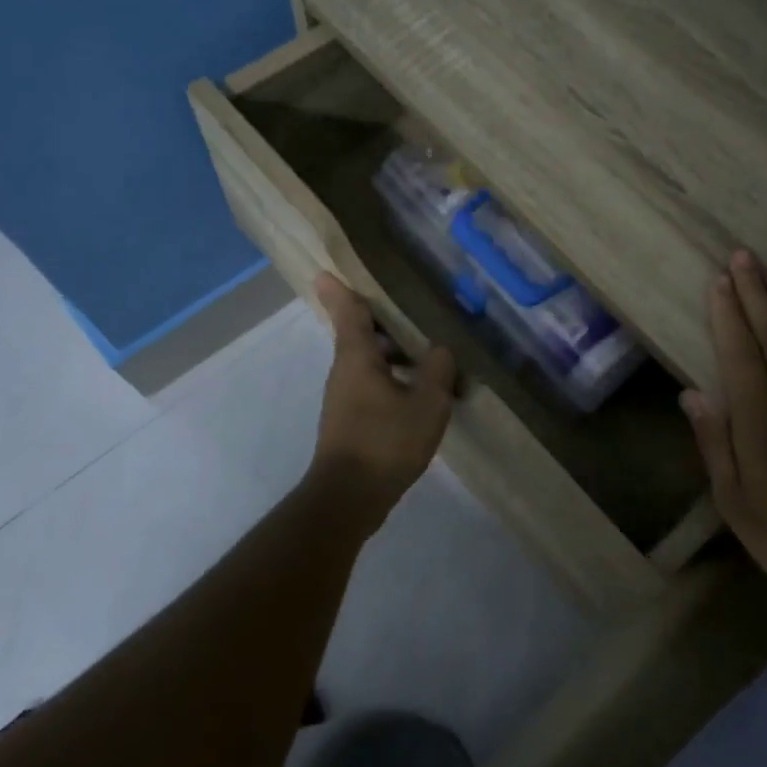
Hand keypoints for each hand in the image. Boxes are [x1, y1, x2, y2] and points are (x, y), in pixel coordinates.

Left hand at [307, 274, 455, 523]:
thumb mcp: (427, 404)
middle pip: (358, 334)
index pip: (348, 312)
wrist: (349, 497)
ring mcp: (344, 397)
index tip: (327, 270)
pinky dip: (391, 376)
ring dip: (391, 351)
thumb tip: (439, 349)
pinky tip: (418, 390)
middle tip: (408, 305)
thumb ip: (437, 370)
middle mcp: (345, 371)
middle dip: (378, 319)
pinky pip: (371, 384)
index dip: (341, 290)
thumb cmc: (386, 442)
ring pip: (366, 361)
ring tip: (425, 349)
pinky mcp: (350, 420)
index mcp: (357, 357)